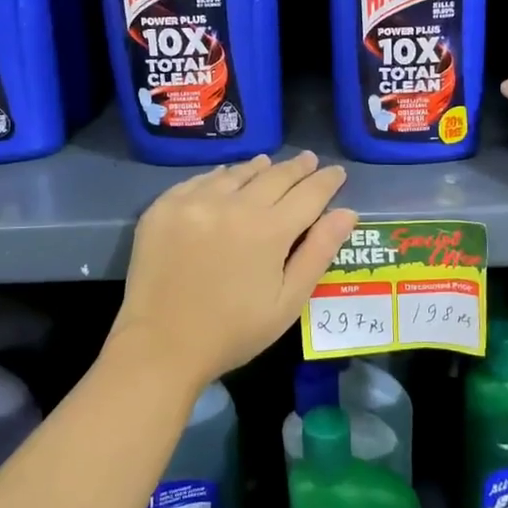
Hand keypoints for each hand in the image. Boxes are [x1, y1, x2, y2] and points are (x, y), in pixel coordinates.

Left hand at [113, 152, 357, 387]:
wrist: (159, 346)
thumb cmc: (233, 332)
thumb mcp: (287, 301)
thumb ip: (318, 252)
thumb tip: (347, 213)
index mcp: (269, 230)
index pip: (309, 193)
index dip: (327, 181)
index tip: (337, 172)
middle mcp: (234, 205)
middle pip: (275, 176)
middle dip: (297, 168)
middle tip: (310, 160)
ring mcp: (195, 202)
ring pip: (237, 173)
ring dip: (259, 168)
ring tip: (269, 164)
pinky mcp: (165, 207)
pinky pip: (201, 180)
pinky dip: (220, 177)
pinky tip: (225, 178)